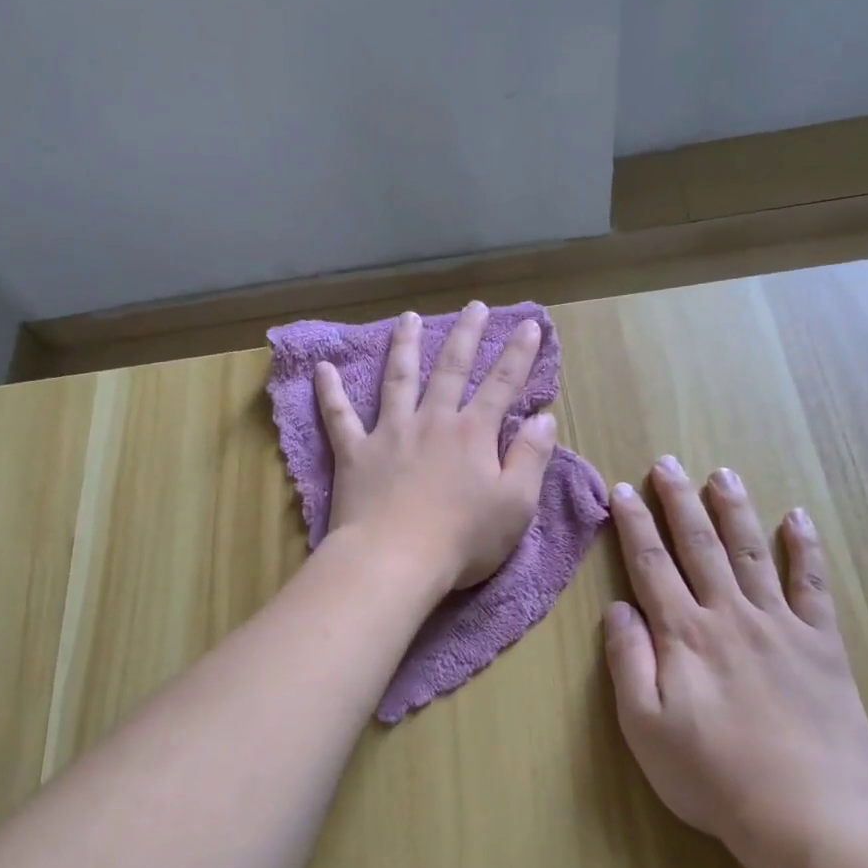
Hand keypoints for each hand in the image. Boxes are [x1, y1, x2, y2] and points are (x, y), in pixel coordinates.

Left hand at [315, 302, 557, 594]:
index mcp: (473, 434)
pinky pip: (339, 417)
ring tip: (407, 318)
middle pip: (451, 369)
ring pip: (398, 379)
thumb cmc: (462, 539)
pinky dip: (330, 392)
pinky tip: (322, 368)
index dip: (519, 354)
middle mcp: (432, 422)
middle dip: (465, 335)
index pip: (502, 384)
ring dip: (404, 346)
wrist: (394, 561)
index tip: (529, 325)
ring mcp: (389, 433)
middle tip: (474, 307)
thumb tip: (545, 419)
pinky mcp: (355, 453)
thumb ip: (531, 457)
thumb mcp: (516, 504)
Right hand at [602, 457, 867, 867]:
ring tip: (723, 474)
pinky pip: (813, 585)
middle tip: (668, 463)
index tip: (624, 489)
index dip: (635, 524)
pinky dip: (805, 549)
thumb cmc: (711, 776)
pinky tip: (798, 518)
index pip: (651, 565)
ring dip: (734, 510)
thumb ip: (627, 662)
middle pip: (699, 546)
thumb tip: (618, 608)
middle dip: (680, 501)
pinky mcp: (822, 643)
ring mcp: (780, 625)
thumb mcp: (644, 727)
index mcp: (684, 635)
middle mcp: (729, 615)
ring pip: (752, 552)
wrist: (805, 814)